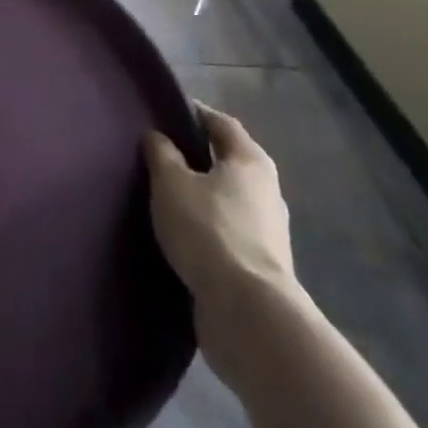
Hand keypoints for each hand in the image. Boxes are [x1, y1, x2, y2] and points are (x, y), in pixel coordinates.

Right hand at [146, 104, 299, 372]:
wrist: (248, 314)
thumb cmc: (209, 230)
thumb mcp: (171, 183)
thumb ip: (162, 154)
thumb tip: (158, 136)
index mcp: (250, 161)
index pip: (220, 123)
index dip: (193, 114)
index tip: (164, 113)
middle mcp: (267, 191)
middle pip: (227, 162)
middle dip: (196, 158)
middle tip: (160, 156)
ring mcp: (269, 233)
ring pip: (228, 201)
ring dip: (202, 198)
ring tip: (166, 199)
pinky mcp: (262, 269)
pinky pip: (229, 235)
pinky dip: (208, 231)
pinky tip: (182, 237)